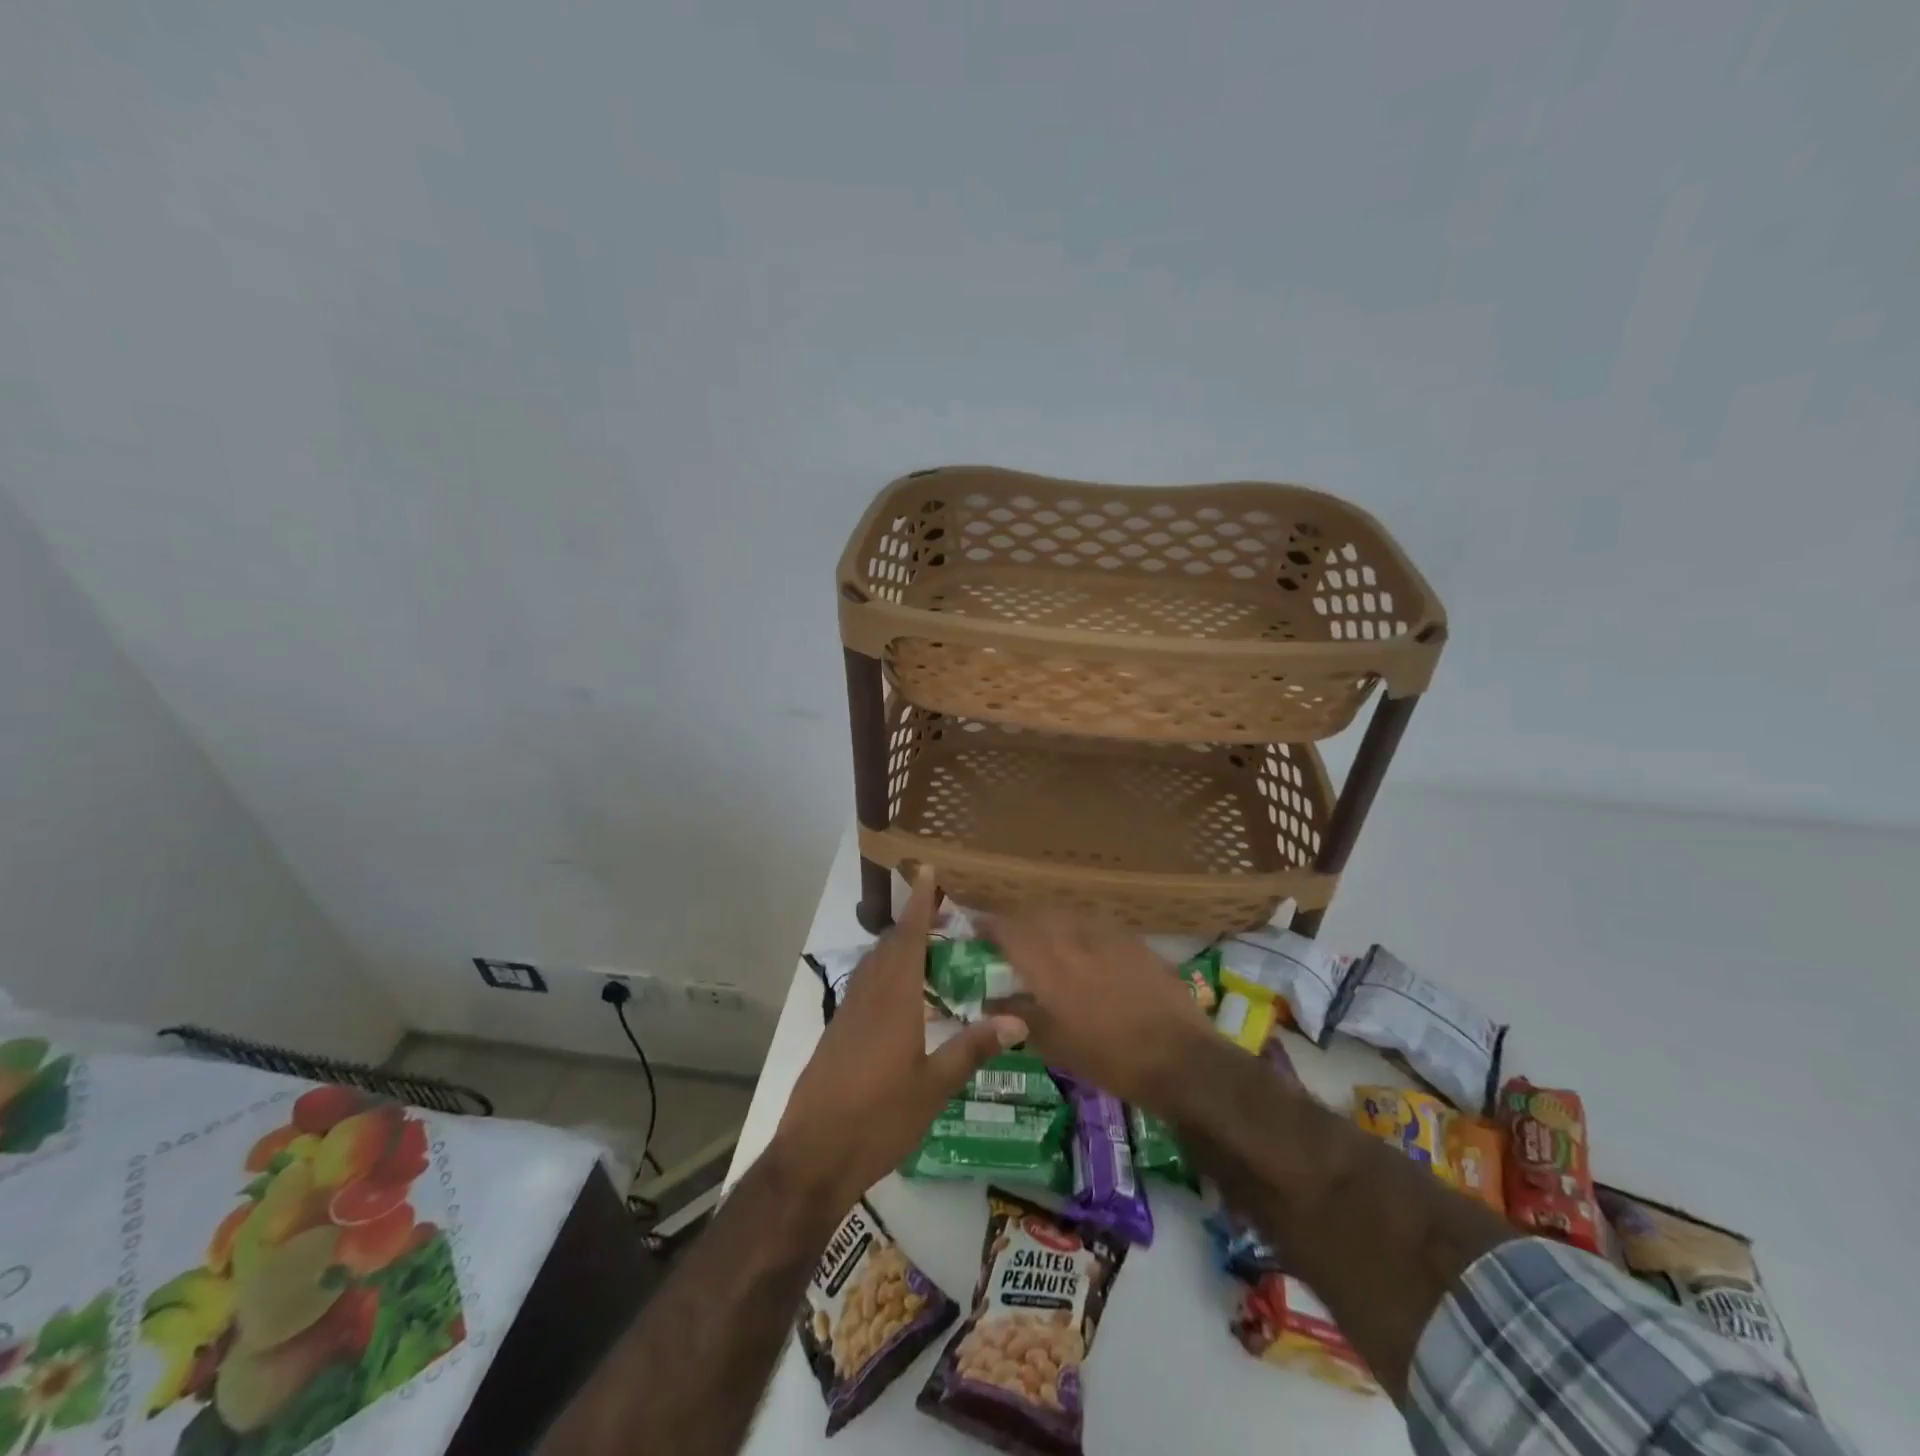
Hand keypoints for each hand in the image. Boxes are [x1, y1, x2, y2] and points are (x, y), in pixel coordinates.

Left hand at [772, 870, 1025, 1217]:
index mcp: (893, 1002)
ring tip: (925, 942)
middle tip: (940, 907)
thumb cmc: (878, 1120)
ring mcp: (847, 1014)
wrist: (813, 1156)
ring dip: (898, 945)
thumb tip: (1018, 1020)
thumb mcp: (934, 1088)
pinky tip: (900, 991)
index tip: (928, 871)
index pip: (908, 939)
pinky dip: (886, 971)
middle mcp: (867, 997)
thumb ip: (972, 1049)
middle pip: (890, 946)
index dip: (919, 904)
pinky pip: (865, 985)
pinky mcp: (837, 1032)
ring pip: (874, 965)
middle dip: (913, 921)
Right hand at [981, 912, 1214, 1114]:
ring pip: (1068, 915)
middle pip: (1037, 915)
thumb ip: (1018, 1015)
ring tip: (1046, 943)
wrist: (1179, 1058)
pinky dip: (1080, 931)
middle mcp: (1074, 938)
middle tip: (1010, 941)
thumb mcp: (1054, 1044)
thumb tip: (988, 1002)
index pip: (1008, 929)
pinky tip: (1086, 951)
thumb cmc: (1109, 1058)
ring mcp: (1108, 936)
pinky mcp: (1134, 941)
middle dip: (1019, 923)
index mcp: (1048, 963)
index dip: (988, 926)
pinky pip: (1096, 925)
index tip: (976, 932)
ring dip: (1050, 924)